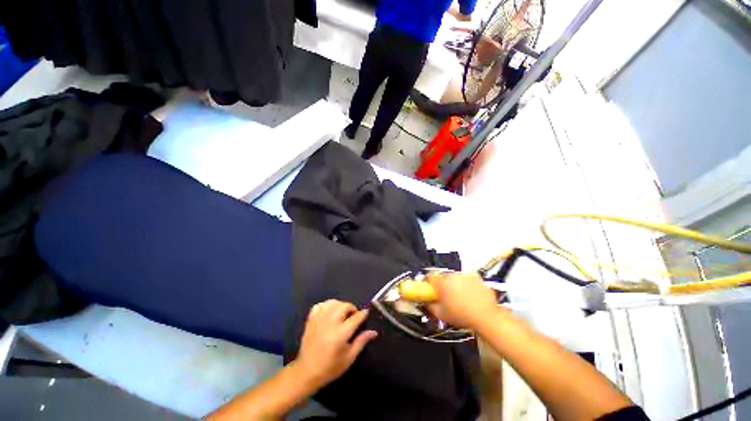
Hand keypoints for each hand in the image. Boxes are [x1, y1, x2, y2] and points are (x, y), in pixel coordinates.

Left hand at [295, 300, 377, 387]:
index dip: (363, 314)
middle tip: (353, 316)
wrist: (306, 372)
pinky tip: (330, 312)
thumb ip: (361, 341)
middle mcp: (330, 323)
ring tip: (342, 313)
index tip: (366, 313)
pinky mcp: (311, 320)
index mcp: (340, 334)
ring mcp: (319, 320)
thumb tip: (374, 332)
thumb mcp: (349, 358)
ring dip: (340, 305)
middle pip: (344, 306)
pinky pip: (320, 305)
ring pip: (333, 303)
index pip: (356, 317)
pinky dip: (327, 305)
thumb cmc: (330, 367)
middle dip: (352, 308)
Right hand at [427, 272, 498, 328]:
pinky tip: (471, 296)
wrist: (487, 317)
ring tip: (460, 298)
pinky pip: (467, 279)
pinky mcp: (476, 277)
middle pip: (443, 277)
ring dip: (455, 285)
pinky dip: (467, 285)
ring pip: (455, 278)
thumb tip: (426, 302)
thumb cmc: (462, 316)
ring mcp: (465, 275)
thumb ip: (430, 306)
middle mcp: (452, 275)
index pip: (429, 277)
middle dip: (443, 285)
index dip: (428, 284)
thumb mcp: (441, 315)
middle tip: (447, 297)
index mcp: (441, 282)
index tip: (430, 290)